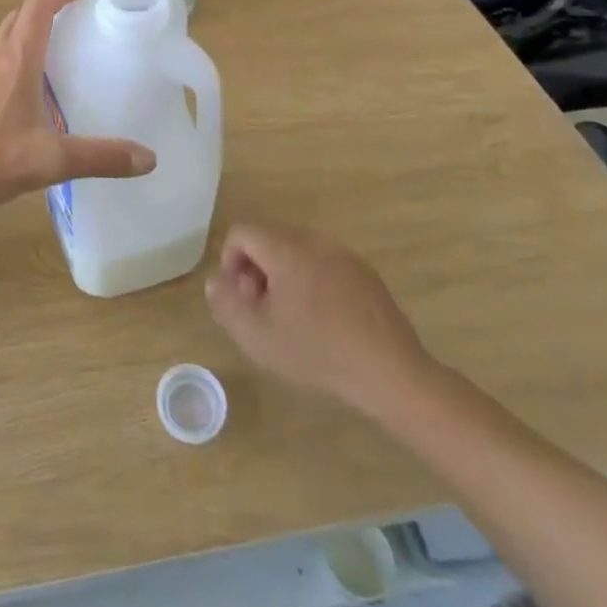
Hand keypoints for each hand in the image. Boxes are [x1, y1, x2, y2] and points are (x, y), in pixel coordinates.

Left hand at [0, 0, 155, 219]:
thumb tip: (148, 158)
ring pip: (2, 39)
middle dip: (45, 9)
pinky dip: (13, 60)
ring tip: (55, 53)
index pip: (37, 7)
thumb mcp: (51, 161)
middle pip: (18, 17)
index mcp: (16, 61)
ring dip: (26, 33)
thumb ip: (99, 157)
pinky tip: (26, 93)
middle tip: (74, 21)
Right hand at [205, 226, 437, 422]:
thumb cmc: (317, 351)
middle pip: (269, 240)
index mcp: (284, 248)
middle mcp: (313, 240)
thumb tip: (216, 281)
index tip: (239, 298)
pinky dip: (313, 282)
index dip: (229, 262)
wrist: (390, 372)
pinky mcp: (365, 273)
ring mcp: (343, 254)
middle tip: (262, 310)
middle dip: (256, 270)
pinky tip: (324, 321)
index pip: (241, 234)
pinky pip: (325, 265)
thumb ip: (226, 303)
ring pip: (298, 252)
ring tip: (292, 318)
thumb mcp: (258, 336)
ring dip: (284, 276)